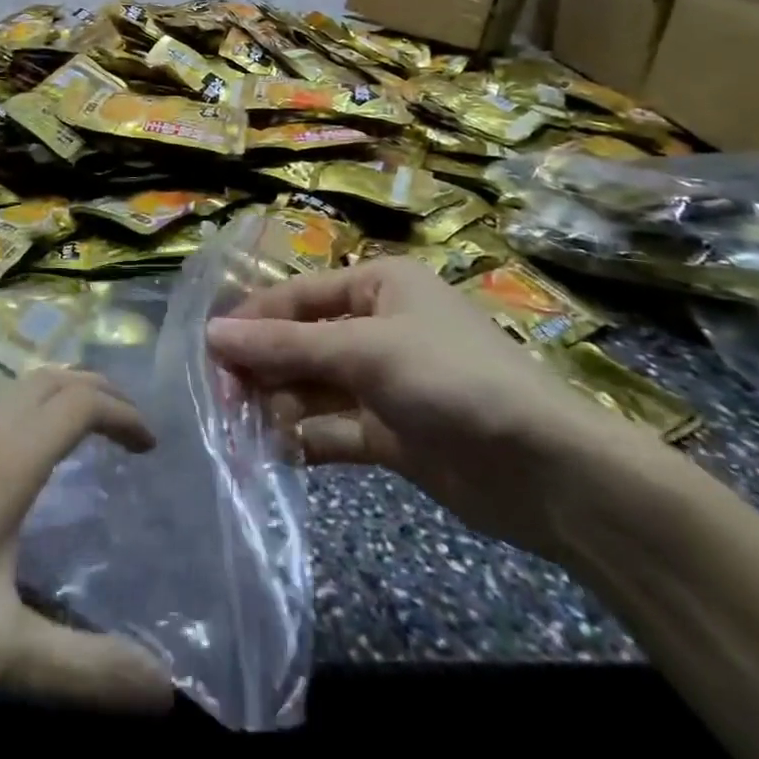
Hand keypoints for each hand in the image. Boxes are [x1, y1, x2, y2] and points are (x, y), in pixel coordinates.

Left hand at [0, 366, 172, 709]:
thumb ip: (83, 670)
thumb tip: (164, 693)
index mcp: (5, 462)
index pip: (79, 403)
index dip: (122, 412)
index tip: (150, 446)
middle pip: (50, 379)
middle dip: (96, 391)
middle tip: (128, 430)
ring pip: (17, 389)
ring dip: (59, 395)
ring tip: (86, 435)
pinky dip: (26, 412)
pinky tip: (19, 465)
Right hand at [207, 258, 667, 558]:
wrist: (549, 473)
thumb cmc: (452, 379)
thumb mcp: (365, 351)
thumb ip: (287, 346)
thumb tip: (213, 335)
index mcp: (377, 286)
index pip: (297, 297)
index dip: (252, 322)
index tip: (209, 354)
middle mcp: (377, 326)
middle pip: (301, 342)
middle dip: (262, 369)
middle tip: (223, 403)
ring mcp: (384, 383)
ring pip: (313, 388)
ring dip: (279, 407)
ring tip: (244, 434)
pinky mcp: (392, 434)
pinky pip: (334, 429)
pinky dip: (306, 440)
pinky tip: (278, 454)